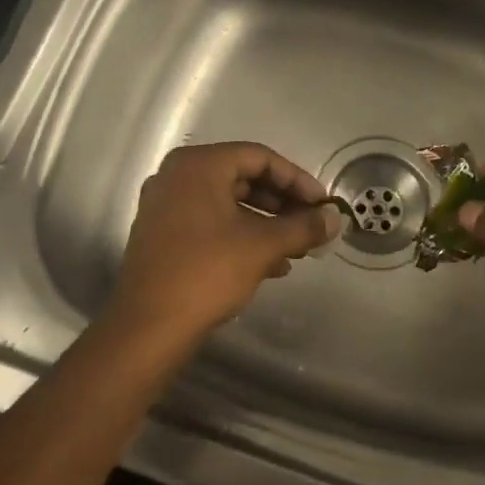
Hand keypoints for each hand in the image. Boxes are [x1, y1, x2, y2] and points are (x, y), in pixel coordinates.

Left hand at [103, 142, 341, 344]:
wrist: (149, 327)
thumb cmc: (207, 272)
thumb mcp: (263, 245)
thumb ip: (303, 227)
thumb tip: (335, 219)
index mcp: (198, 166)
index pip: (260, 157)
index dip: (297, 179)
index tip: (322, 204)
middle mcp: (177, 177)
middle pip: (243, 179)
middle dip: (283, 204)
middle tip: (312, 224)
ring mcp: (166, 207)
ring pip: (229, 204)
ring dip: (267, 223)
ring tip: (298, 248)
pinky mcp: (163, 236)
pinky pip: (212, 224)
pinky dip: (243, 237)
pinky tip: (273, 265)